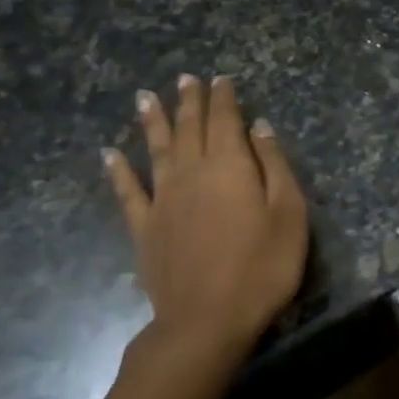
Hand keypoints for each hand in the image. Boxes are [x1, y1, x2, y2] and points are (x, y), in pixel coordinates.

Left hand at [104, 75, 308, 362]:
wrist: (206, 320)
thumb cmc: (262, 266)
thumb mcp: (288, 213)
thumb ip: (274, 166)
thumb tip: (260, 127)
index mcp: (230, 166)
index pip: (225, 121)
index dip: (224, 98)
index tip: (221, 78)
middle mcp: (192, 173)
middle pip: (190, 129)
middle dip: (189, 101)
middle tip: (185, 78)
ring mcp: (163, 200)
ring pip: (157, 150)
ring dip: (153, 122)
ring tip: (146, 97)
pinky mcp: (144, 229)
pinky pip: (128, 192)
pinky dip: (118, 171)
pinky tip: (109, 154)